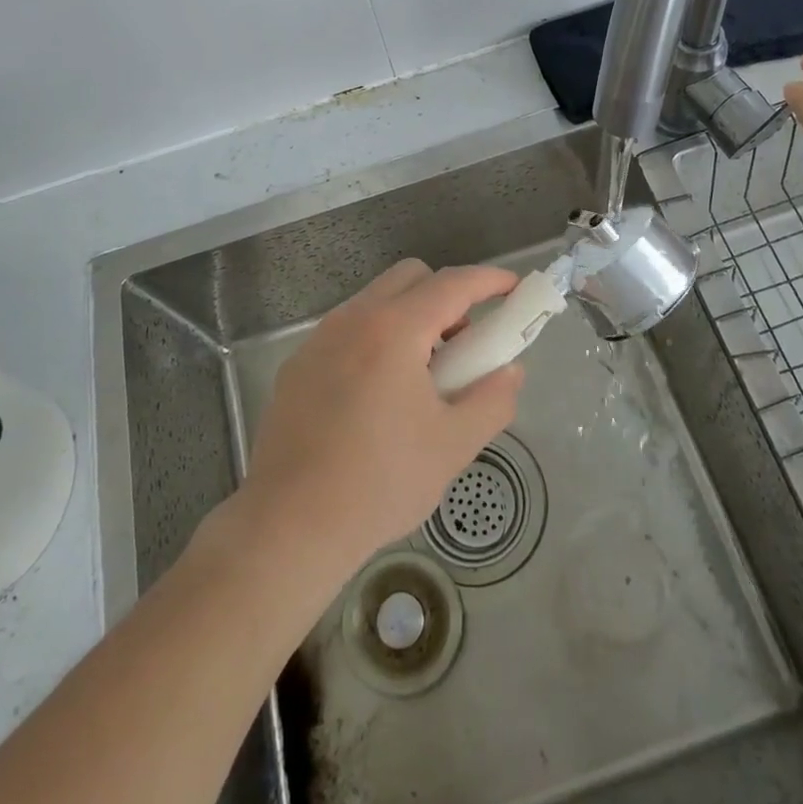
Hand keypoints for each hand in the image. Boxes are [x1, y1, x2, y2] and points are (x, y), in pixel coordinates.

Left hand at [240, 259, 524, 573]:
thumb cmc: (380, 482)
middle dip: (447, 294)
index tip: (514, 287)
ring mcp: (320, 338)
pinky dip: (377, 337)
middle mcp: (354, 319)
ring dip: (410, 315)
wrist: (289, 526)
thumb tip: (511, 370)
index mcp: (394, 330)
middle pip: (411, 277)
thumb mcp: (453, 445)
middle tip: (464, 341)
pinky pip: (349, 329)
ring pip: (377, 300)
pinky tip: (379, 393)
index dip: (489, 280)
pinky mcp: (298, 364)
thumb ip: (493, 399)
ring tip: (423, 373)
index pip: (452, 284)